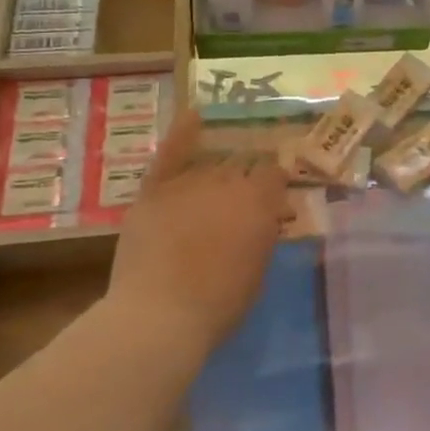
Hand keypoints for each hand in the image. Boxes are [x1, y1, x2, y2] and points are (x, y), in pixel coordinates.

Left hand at [104, 109, 289, 364]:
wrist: (158, 316)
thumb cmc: (218, 304)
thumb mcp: (257, 272)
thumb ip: (261, 237)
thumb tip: (263, 221)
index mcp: (259, 202)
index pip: (274, 175)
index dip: (274, 181)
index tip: (274, 192)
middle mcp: (228, 182)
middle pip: (241, 167)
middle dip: (245, 178)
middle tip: (241, 197)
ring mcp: (189, 182)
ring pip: (210, 164)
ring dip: (217, 171)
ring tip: (218, 179)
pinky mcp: (155, 191)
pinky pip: (171, 153)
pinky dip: (182, 133)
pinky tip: (193, 115)